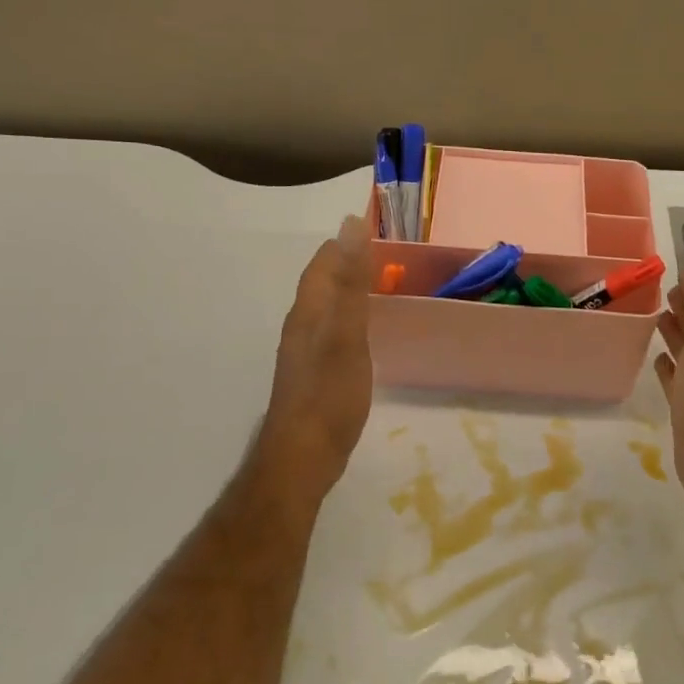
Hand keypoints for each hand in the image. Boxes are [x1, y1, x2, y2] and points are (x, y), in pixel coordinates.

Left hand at [258, 215, 374, 501]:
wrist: (302, 457)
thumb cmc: (329, 395)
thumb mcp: (348, 334)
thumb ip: (351, 282)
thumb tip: (350, 226)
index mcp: (309, 311)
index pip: (323, 263)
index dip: (345, 244)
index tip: (374, 231)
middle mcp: (301, 325)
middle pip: (321, 282)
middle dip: (346, 263)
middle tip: (381, 256)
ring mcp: (303, 352)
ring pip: (323, 307)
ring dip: (345, 290)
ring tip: (374, 286)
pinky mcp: (311, 374)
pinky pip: (329, 330)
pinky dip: (346, 318)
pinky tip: (359, 332)